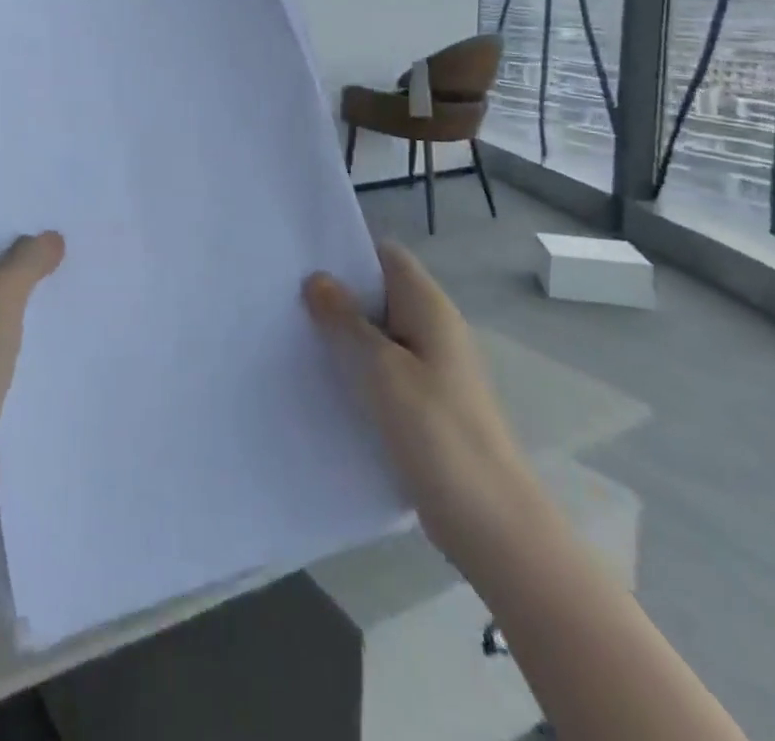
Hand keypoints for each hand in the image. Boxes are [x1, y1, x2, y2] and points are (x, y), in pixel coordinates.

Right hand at [304, 240, 541, 568]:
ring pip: (377, 333)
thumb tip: (317, 278)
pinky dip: (354, 367)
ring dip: (341, 333)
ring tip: (291, 333)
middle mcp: (433, 329)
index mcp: (429, 308)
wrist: (491, 523)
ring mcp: (430, 368)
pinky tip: (320, 378)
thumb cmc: (437, 432)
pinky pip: (381, 369)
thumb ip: (346, 320)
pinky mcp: (423, 403)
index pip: (386, 255)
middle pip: (378, 292)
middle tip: (284, 296)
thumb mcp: (382, 368)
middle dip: (335, 293)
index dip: (347, 250)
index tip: (301, 259)